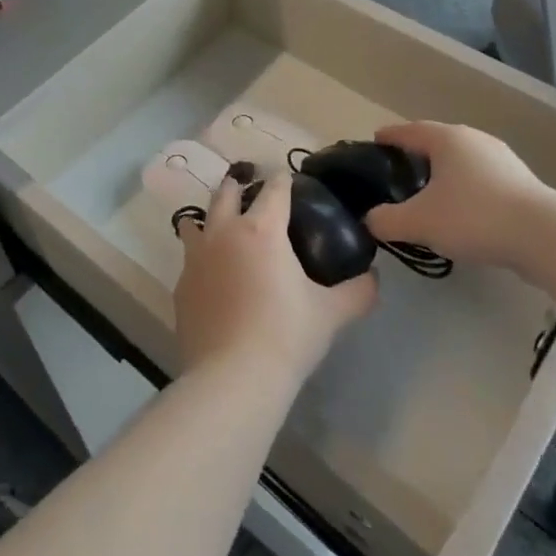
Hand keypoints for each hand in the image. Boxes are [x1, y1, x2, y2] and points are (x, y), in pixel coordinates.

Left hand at [174, 172, 376, 384]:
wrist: (232, 377)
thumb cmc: (286, 335)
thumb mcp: (331, 314)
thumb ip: (357, 292)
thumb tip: (374, 278)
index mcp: (262, 229)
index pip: (275, 188)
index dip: (284, 179)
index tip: (289, 178)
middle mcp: (224, 232)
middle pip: (227, 193)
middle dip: (239, 186)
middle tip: (250, 190)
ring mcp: (196, 258)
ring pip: (194, 222)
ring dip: (209, 218)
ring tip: (221, 226)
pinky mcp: (180, 286)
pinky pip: (188, 260)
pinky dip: (199, 259)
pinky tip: (211, 276)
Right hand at [365, 123, 555, 276]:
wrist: (545, 236)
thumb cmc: (473, 217)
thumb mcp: (418, 222)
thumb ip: (385, 220)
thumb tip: (369, 220)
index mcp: (446, 138)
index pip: (408, 130)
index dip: (389, 136)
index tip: (374, 142)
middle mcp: (474, 139)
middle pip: (436, 142)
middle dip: (416, 154)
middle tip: (397, 172)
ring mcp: (502, 158)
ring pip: (461, 160)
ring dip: (443, 173)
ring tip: (428, 194)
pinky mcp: (521, 182)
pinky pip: (481, 178)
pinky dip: (465, 188)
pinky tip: (461, 211)